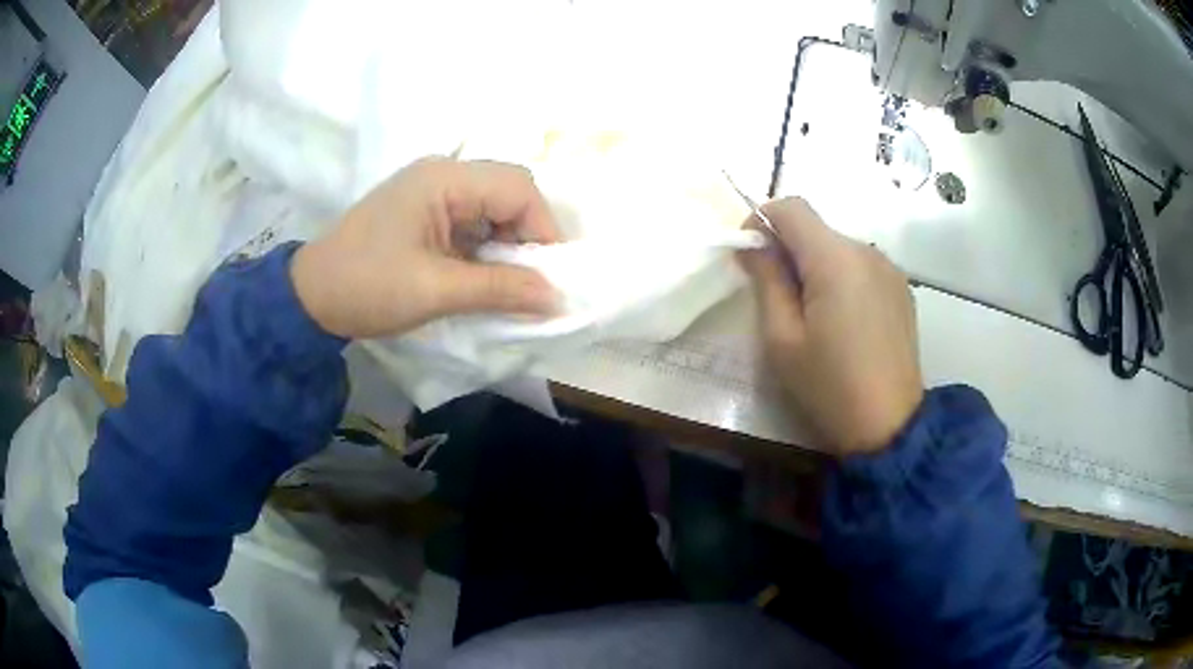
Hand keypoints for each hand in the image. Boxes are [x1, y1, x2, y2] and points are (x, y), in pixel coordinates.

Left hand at [291, 158, 561, 338]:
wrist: (311, 298)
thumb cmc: (367, 287)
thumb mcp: (436, 291)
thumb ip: (500, 289)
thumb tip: (557, 299)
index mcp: (443, 179)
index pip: (518, 187)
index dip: (543, 229)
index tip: (549, 276)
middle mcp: (442, 173)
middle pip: (509, 190)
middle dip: (527, 235)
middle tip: (530, 279)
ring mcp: (432, 190)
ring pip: (493, 206)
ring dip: (507, 242)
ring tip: (507, 281)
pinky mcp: (425, 210)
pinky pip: (473, 219)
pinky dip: (486, 246)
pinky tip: (482, 274)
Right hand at [738, 198, 923, 455]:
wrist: (889, 427)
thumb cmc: (828, 387)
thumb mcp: (782, 339)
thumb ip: (766, 280)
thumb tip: (751, 245)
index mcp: (835, 259)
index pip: (791, 207)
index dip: (761, 219)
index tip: (749, 254)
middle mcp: (867, 251)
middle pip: (816, 228)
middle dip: (788, 248)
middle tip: (774, 294)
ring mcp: (890, 269)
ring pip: (838, 247)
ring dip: (815, 265)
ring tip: (811, 313)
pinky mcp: (902, 289)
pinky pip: (861, 267)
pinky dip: (841, 278)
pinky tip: (842, 321)